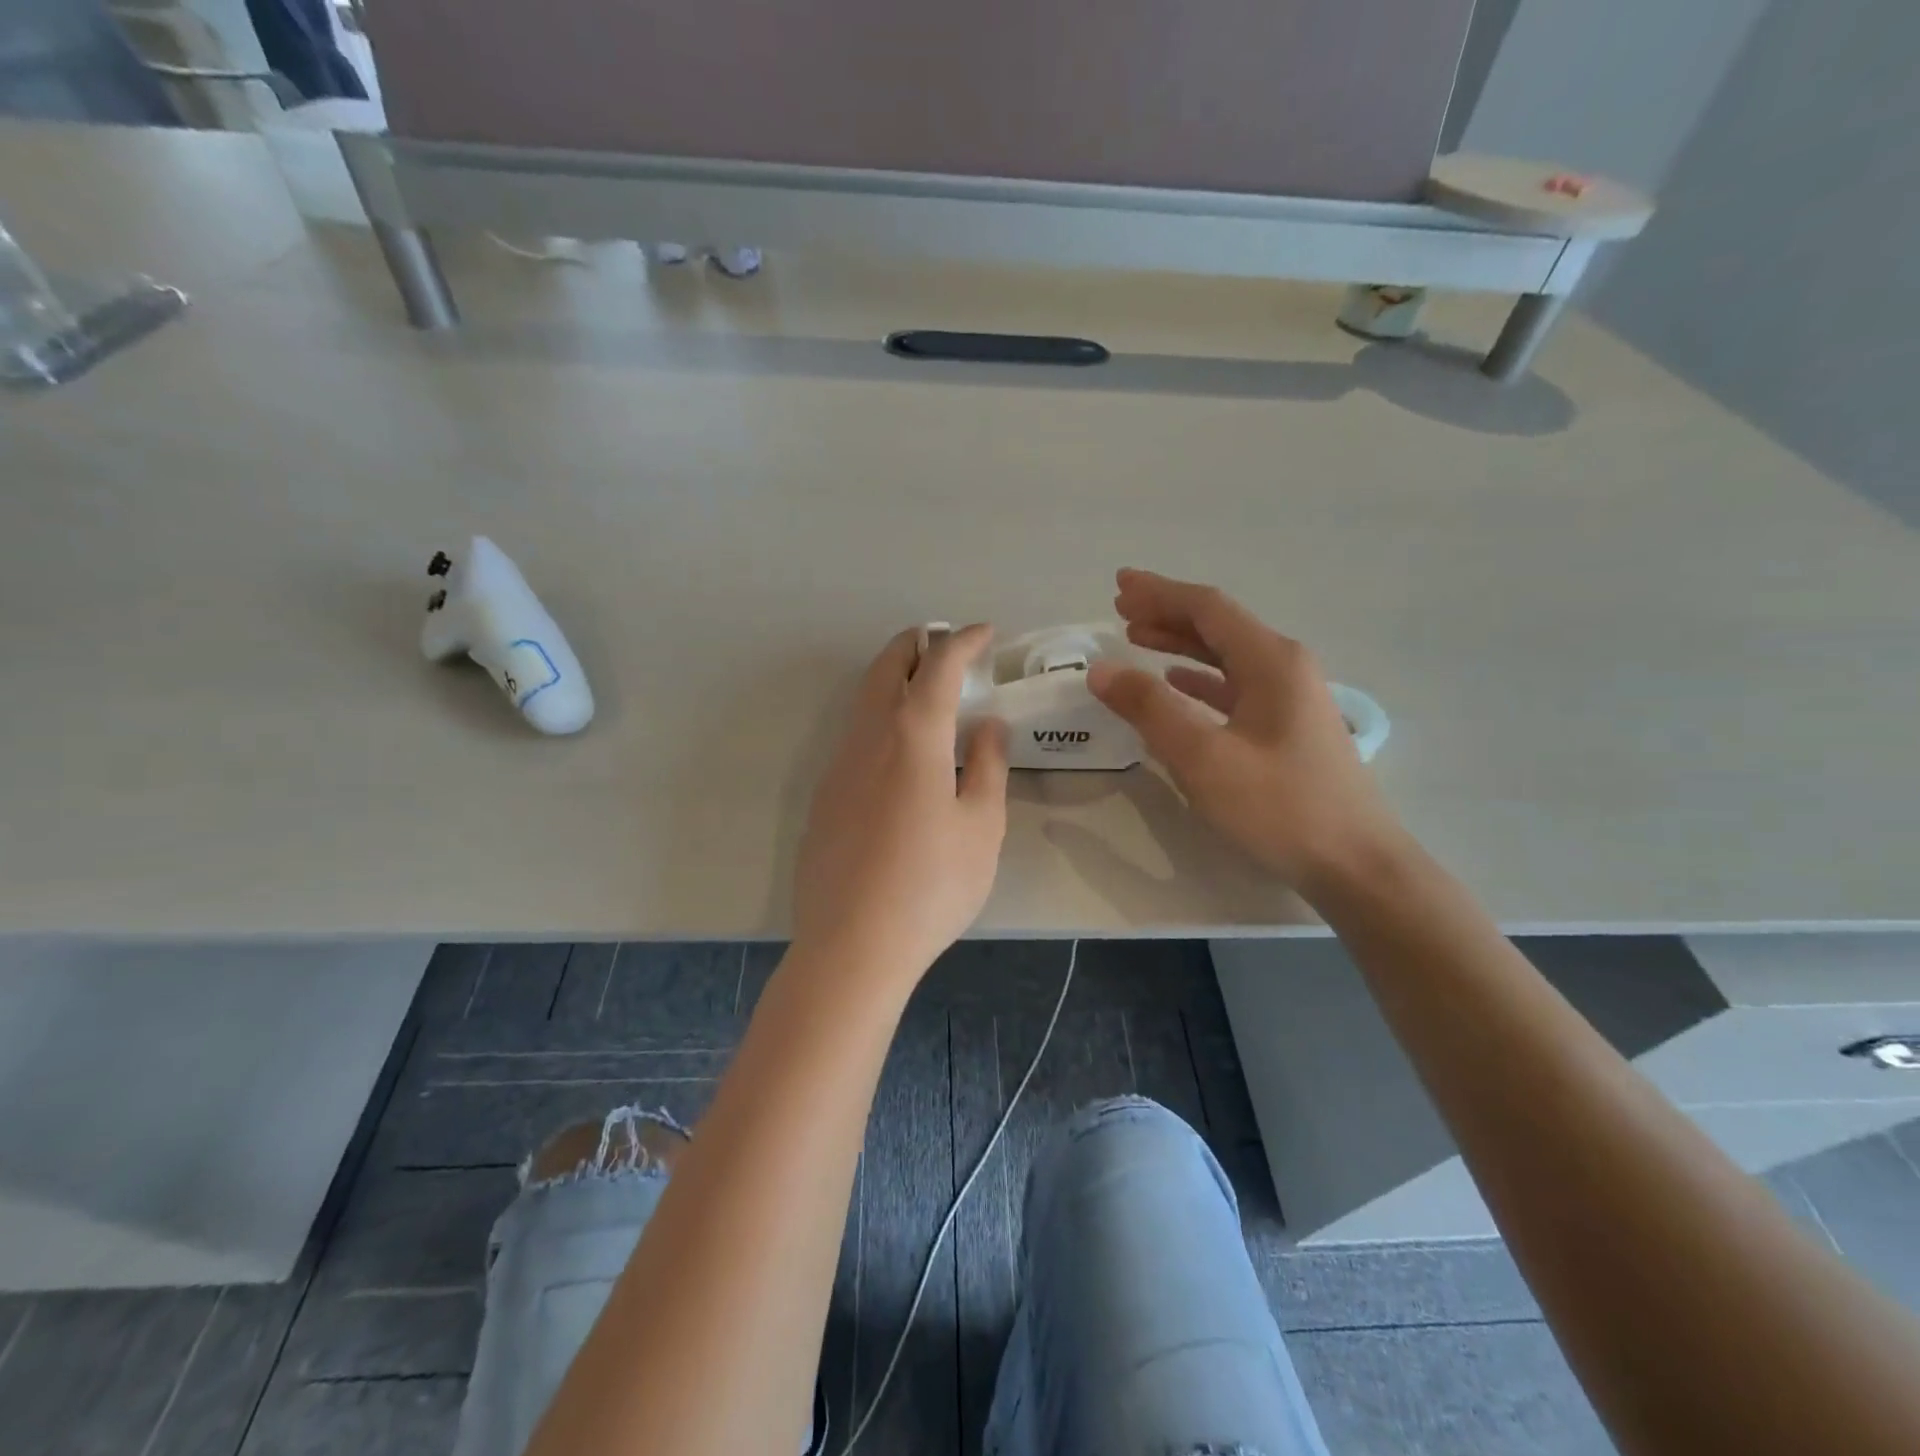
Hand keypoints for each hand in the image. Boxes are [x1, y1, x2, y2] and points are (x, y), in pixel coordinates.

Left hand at [793, 624, 1009, 980]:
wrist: (853, 944)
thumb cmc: (932, 884)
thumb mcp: (981, 826)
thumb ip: (988, 766)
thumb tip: (989, 725)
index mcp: (913, 734)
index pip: (938, 664)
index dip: (963, 640)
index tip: (985, 633)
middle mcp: (868, 736)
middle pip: (887, 666)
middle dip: (918, 644)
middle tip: (946, 645)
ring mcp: (837, 765)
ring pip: (864, 699)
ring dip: (894, 679)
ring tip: (926, 691)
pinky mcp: (823, 796)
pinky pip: (854, 735)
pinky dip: (880, 717)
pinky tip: (899, 752)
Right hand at [1087, 569, 1403, 893]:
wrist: (1356, 864)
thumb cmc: (1279, 806)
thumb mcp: (1203, 757)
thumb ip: (1149, 708)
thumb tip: (1101, 669)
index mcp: (1270, 660)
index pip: (1207, 608)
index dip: (1159, 593)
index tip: (1118, 586)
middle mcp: (1285, 667)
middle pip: (1218, 626)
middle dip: (1167, 612)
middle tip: (1120, 608)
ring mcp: (1291, 697)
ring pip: (1226, 655)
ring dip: (1181, 643)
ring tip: (1138, 637)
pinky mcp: (1288, 727)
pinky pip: (1236, 685)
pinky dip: (1200, 678)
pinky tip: (1178, 683)